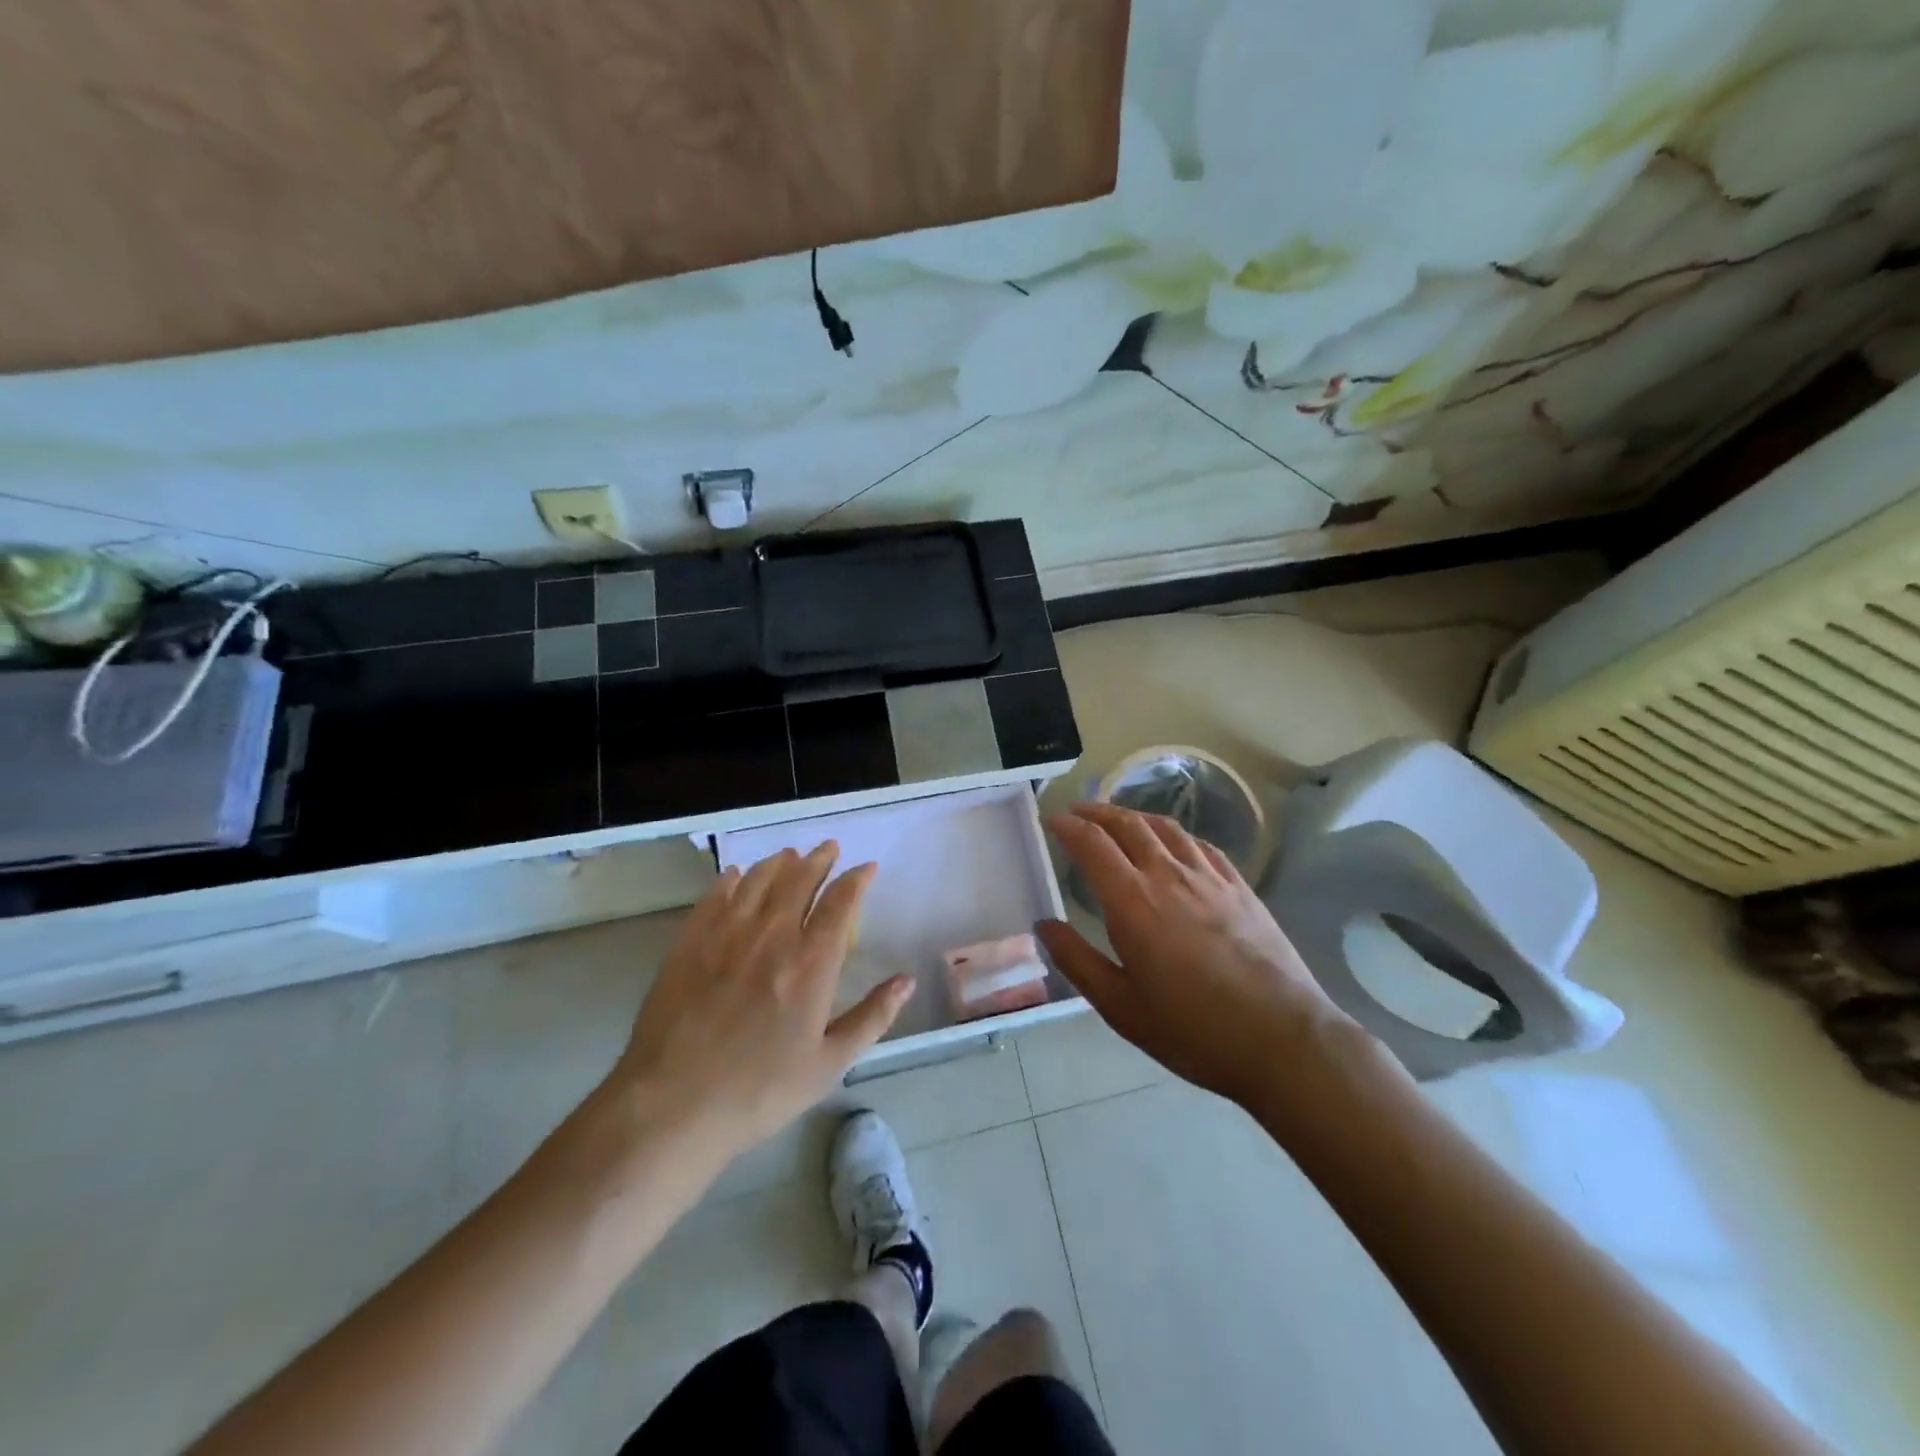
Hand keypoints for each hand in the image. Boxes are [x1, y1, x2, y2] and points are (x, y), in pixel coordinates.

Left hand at [602, 843, 912, 1164]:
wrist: (673, 1105)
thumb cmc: (759, 1091)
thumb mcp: (828, 1064)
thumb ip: (872, 1017)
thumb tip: (907, 981)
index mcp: (811, 963)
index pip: (840, 903)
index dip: (856, 879)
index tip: (866, 867)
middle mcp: (771, 936)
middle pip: (798, 880)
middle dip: (818, 859)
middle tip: (829, 847)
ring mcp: (726, 935)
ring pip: (757, 881)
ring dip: (778, 863)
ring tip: (789, 855)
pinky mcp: (689, 943)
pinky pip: (714, 897)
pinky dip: (730, 880)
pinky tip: (735, 876)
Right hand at [1038, 802, 1355, 1108]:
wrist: (1283, 1038)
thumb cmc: (1193, 1029)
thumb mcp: (1120, 1007)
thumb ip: (1077, 961)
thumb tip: (1044, 925)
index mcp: (1132, 902)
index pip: (1093, 845)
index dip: (1068, 827)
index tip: (1052, 820)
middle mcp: (1168, 875)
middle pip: (1128, 824)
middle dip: (1097, 812)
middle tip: (1077, 812)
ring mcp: (1209, 877)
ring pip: (1165, 827)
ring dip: (1134, 815)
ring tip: (1119, 819)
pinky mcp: (1240, 887)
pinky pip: (1200, 845)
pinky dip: (1175, 834)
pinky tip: (1174, 843)